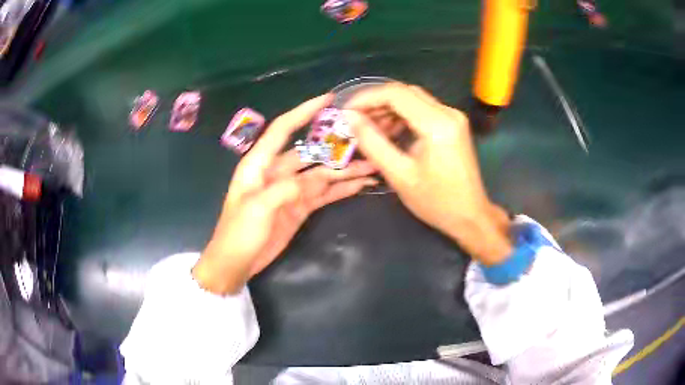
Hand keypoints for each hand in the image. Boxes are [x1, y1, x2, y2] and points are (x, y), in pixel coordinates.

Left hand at [193, 95, 377, 294]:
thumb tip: (314, 180)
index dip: (304, 111)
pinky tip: (360, 184)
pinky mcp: (300, 207)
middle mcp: (277, 171)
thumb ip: (285, 189)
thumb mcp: (256, 208)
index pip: (283, 129)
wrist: (236, 262)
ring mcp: (291, 190)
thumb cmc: (238, 232)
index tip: (328, 99)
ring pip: (322, 173)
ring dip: (345, 170)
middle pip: (311, 152)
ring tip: (372, 166)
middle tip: (364, 139)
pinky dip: (341, 189)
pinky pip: (324, 194)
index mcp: (260, 163)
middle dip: (336, 146)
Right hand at [344, 83, 511, 264]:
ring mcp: (453, 117)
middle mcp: (448, 112)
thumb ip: (372, 142)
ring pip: (413, 99)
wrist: (470, 215)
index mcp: (437, 124)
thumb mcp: (399, 174)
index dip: (366, 98)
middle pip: (405, 92)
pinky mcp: (453, 124)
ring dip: (389, 109)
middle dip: (376, 103)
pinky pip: (423, 110)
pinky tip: (391, 132)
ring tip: (370, 129)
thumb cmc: (436, 201)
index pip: (395, 94)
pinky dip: (403, 116)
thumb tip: (350, 117)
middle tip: (356, 121)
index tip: (347, 112)